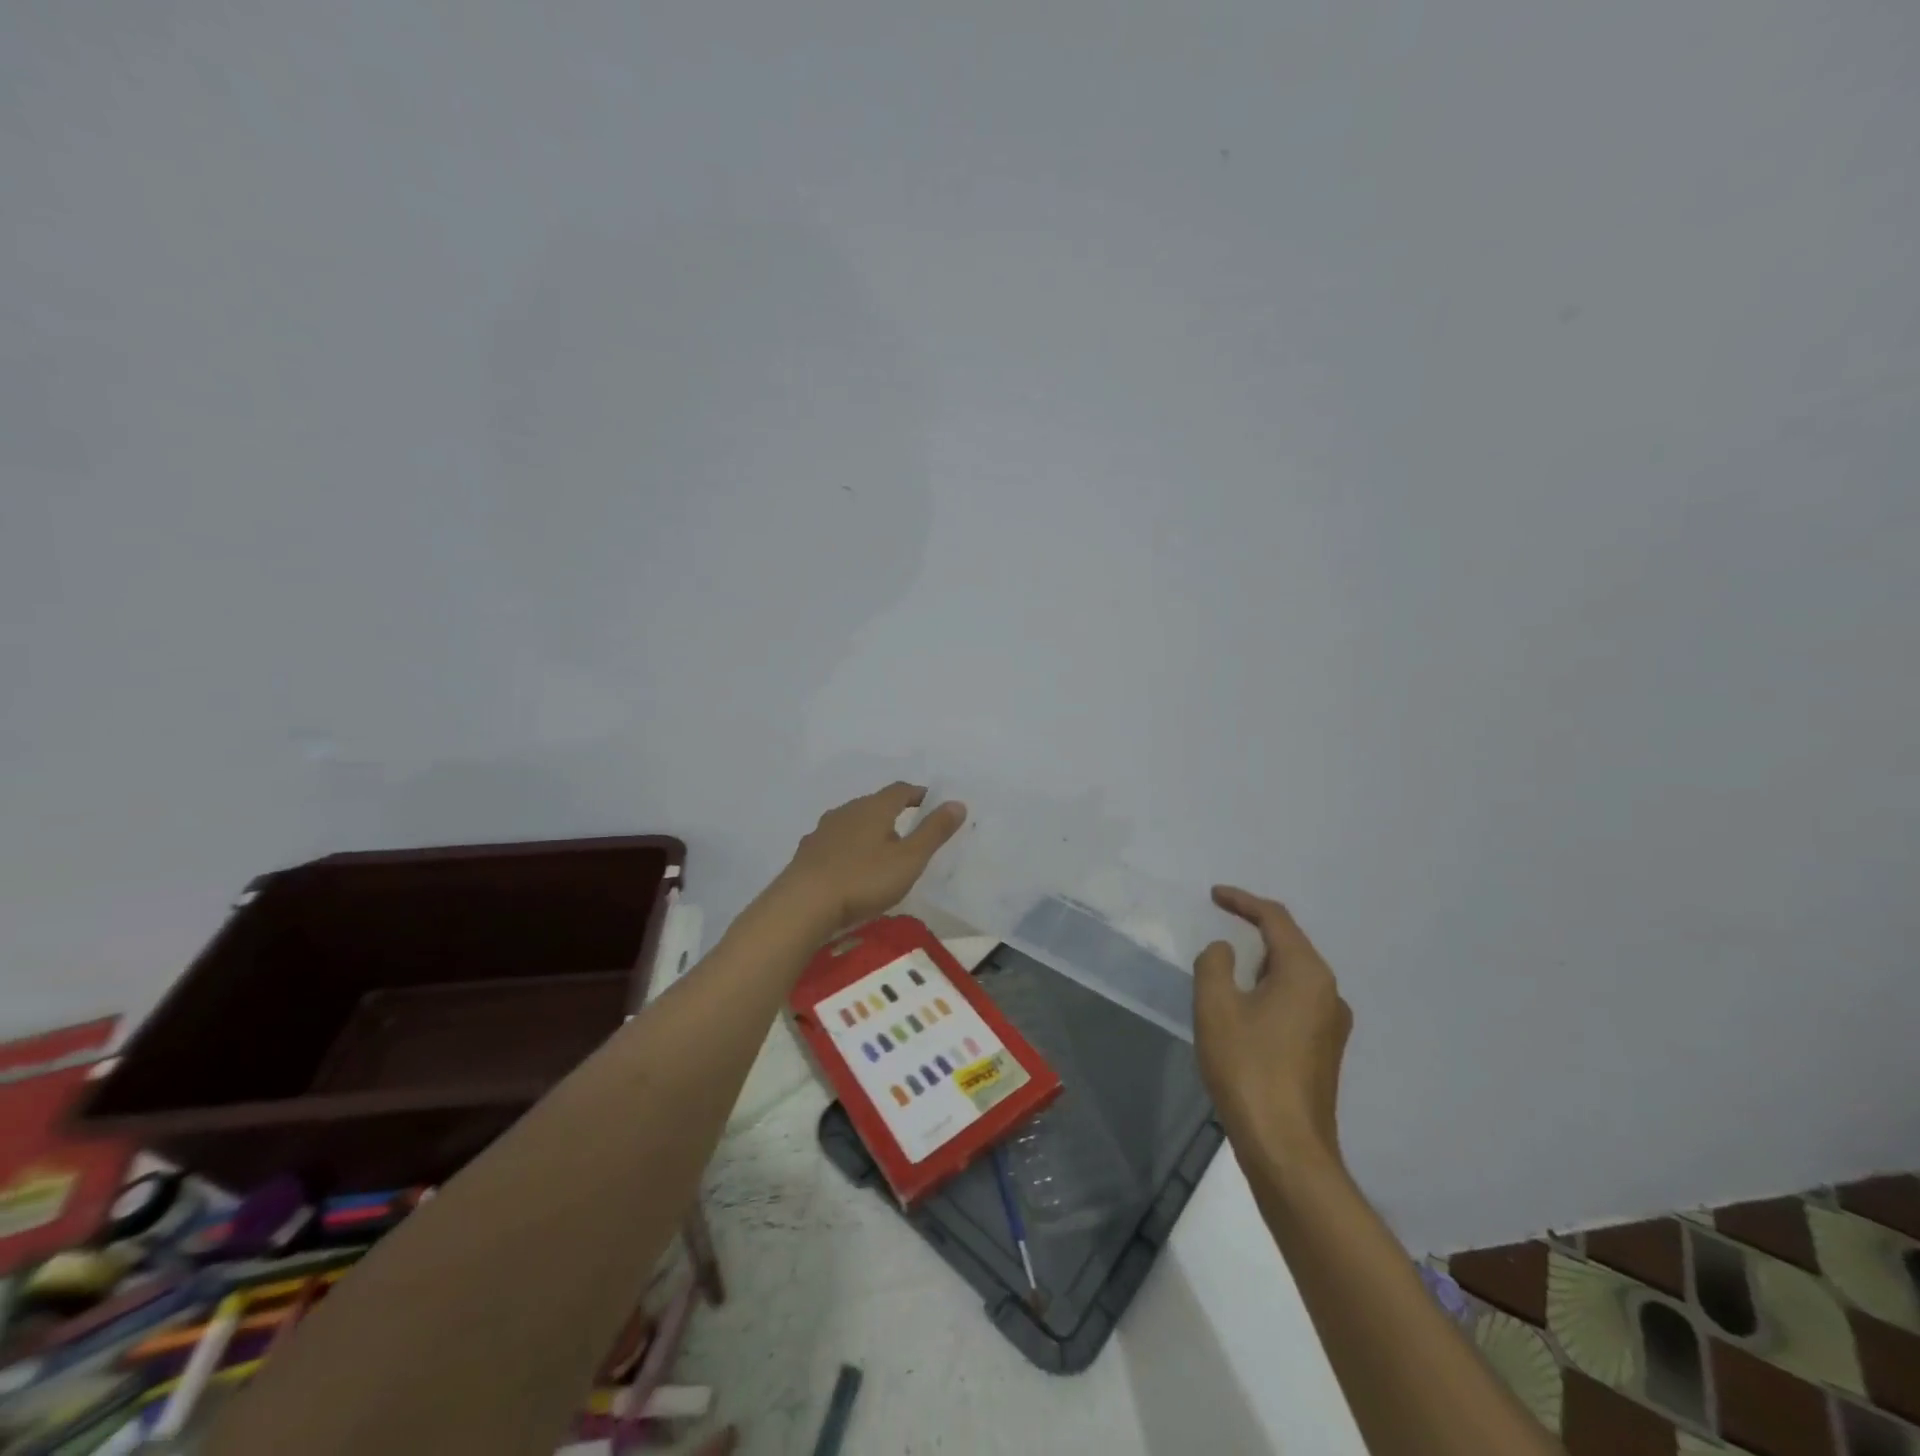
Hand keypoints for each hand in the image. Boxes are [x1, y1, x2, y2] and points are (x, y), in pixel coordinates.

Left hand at [772, 782, 967, 938]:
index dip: (918, 794)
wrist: (803, 904)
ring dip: (868, 832)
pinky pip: (835, 843)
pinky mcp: (807, 853)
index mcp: (874, 808)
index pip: (900, 790)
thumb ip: (934, 831)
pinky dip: (848, 850)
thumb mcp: (909, 859)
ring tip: (881, 853)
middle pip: (874, 805)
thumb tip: (957, 803)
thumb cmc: (863, 879)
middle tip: (909, 833)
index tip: (931, 803)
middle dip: (893, 814)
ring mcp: (823, 831)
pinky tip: (850, 869)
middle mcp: (847, 811)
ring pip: (852, 824)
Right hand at [1193, 886, 1351, 1168]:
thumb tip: (1225, 952)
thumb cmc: (1248, 1068)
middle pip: (1290, 945)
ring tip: (1229, 967)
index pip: (1275, 919)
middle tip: (1220, 924)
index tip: (1214, 895)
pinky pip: (1296, 1001)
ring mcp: (1333, 1024)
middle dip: (1254, 930)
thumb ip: (1215, 964)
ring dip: (1262, 963)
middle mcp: (1329, 993)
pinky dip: (1270, 990)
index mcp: (1307, 974)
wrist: (1287, 1148)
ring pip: (1294, 976)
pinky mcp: (1326, 1050)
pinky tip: (1247, 1008)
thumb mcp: (1215, 1007)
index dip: (1243, 901)